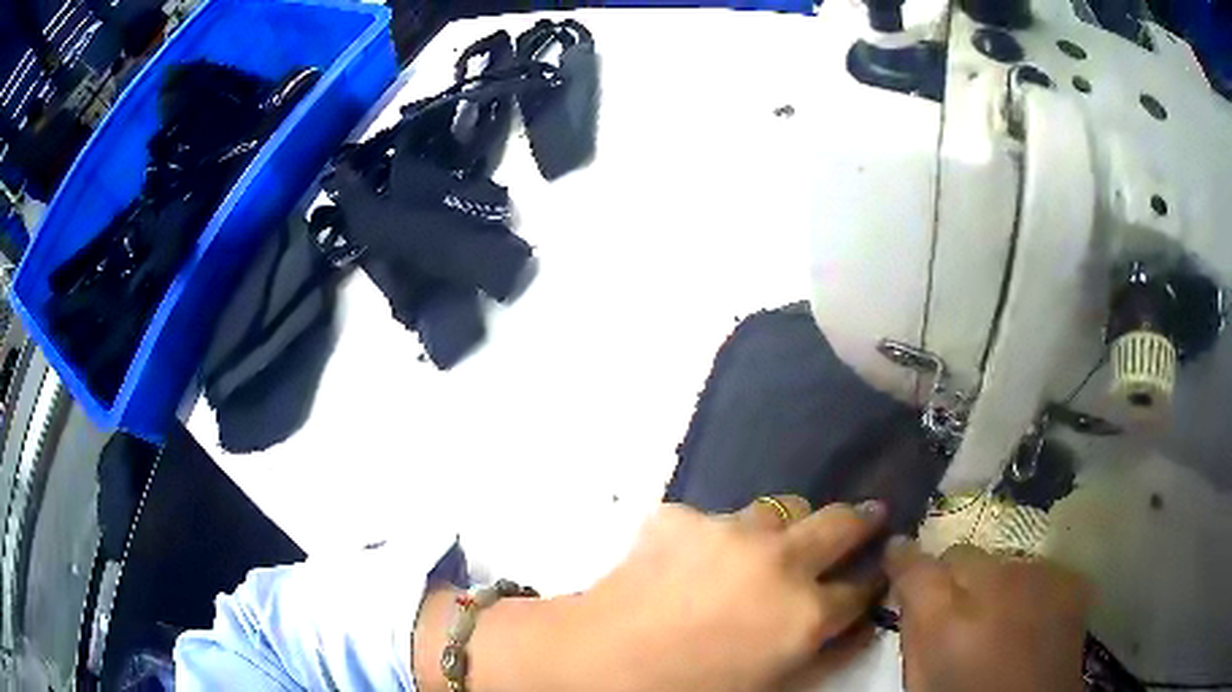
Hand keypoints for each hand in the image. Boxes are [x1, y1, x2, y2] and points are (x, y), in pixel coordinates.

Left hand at [576, 497, 888, 691]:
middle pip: (842, 523)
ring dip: (790, 524)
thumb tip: (857, 626)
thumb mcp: (770, 687)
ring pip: (782, 508)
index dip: (871, 582)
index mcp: (805, 614)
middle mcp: (781, 561)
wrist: (597, 661)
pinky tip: (694, 559)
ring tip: (777, 540)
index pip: (860, 589)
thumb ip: (823, 656)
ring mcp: (731, 531)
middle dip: (862, 520)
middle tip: (868, 516)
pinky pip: (716, 519)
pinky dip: (718, 536)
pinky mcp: (684, 516)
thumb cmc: (688, 691)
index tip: (875, 573)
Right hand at [884, 539, 1091, 691]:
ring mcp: (1039, 576)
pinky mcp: (1068, 578)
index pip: (915, 564)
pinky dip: (1028, 588)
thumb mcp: (923, 680)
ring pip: (1002, 559)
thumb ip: (914, 632)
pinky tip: (1031, 618)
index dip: (903, 560)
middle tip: (957, 609)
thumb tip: (907, 592)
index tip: (897, 561)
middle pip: (961, 554)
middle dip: (953, 576)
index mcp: (947, 621)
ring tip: (1000, 619)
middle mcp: (995, 585)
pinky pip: (1037, 568)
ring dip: (994, 583)